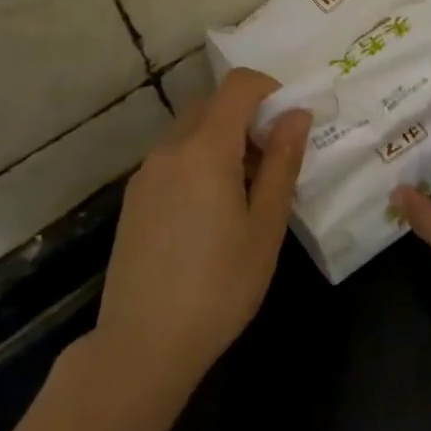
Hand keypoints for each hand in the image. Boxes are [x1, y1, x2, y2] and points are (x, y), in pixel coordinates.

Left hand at [95, 68, 310, 400]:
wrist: (143, 345)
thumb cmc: (220, 286)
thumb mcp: (266, 225)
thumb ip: (283, 163)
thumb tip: (297, 115)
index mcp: (206, 149)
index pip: (237, 85)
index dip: (269, 89)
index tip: (290, 122)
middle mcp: (169, 150)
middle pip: (212, 105)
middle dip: (248, 117)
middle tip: (274, 161)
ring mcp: (145, 174)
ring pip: (190, 131)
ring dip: (223, 140)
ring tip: (246, 191)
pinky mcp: (134, 199)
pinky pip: (173, 158)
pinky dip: (199, 161)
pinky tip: (212, 212)